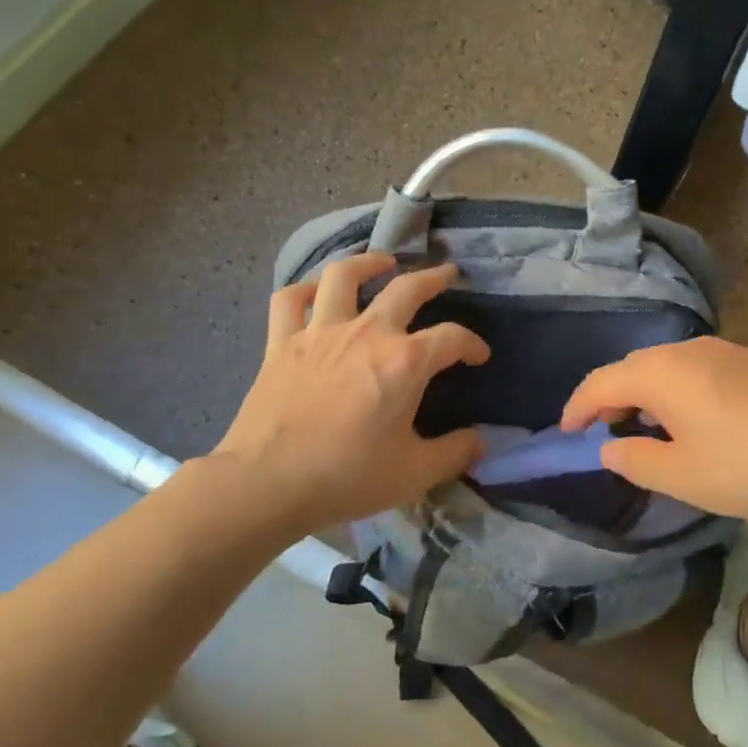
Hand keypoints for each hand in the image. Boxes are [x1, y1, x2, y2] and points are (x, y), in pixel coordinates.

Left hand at [171, 253, 488, 556]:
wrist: (267, 483)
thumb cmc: (347, 477)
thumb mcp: (415, 473)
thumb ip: (455, 453)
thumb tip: (480, 442)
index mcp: (405, 362)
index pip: (452, 338)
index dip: (472, 344)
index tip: (479, 356)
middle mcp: (366, 334)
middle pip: (406, 289)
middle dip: (434, 278)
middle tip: (447, 273)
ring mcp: (320, 333)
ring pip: (344, 277)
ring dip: (368, 264)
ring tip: (382, 263)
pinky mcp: (281, 343)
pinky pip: (290, 301)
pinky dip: (306, 290)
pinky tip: (317, 291)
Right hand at [559, 337, 747, 519]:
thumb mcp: (682, 476)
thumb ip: (634, 460)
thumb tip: (611, 447)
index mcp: (660, 372)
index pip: (601, 382)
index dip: (577, 408)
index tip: (565, 433)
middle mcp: (687, 350)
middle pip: (633, 369)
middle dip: (612, 400)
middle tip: (607, 436)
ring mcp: (724, 352)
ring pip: (667, 369)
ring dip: (647, 397)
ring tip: (649, 434)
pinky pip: (696, 373)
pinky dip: (678, 395)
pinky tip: (695, 425)